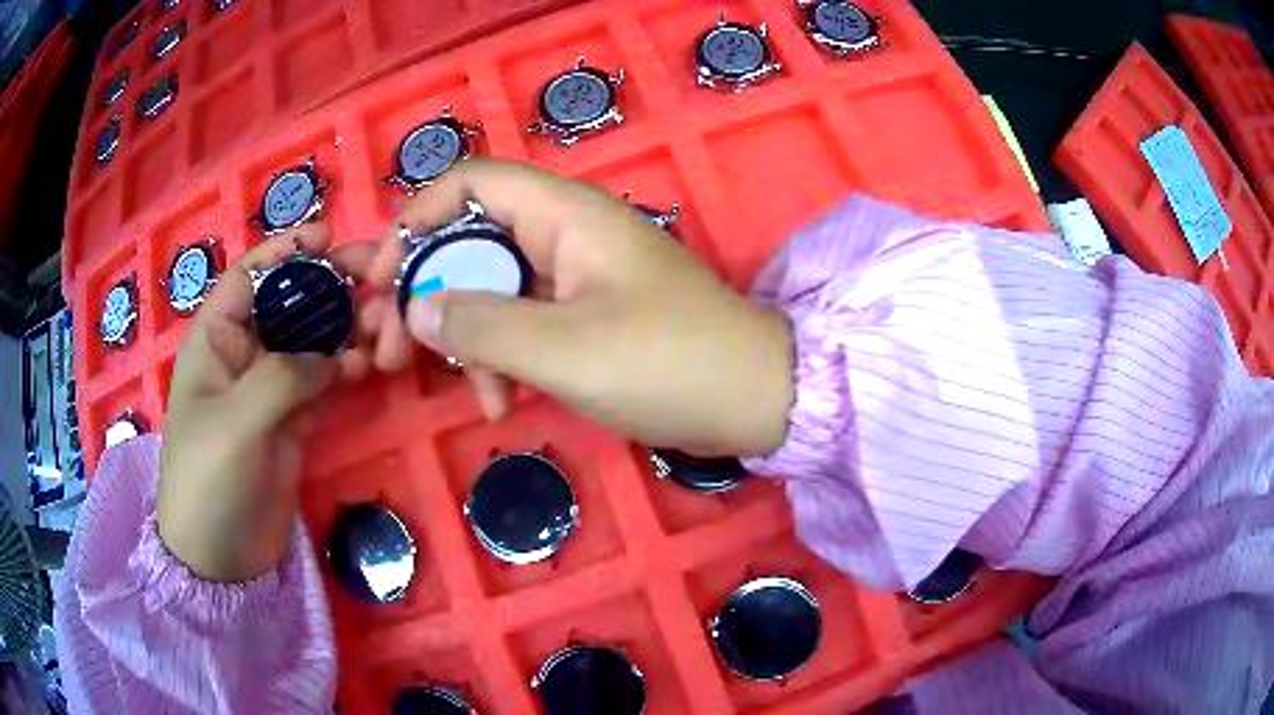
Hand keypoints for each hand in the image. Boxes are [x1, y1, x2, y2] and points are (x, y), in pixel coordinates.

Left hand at [159, 225, 373, 581]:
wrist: (221, 558)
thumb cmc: (207, 482)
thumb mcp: (235, 424)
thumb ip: (282, 377)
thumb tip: (333, 354)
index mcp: (215, 340)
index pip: (250, 277)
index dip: (286, 251)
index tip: (328, 236)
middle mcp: (244, 354)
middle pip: (290, 302)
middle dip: (329, 285)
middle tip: (377, 276)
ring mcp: (272, 388)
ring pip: (314, 340)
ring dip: (347, 327)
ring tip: (384, 324)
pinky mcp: (295, 420)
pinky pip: (326, 380)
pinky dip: (348, 368)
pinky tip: (371, 362)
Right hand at [362, 159, 793, 456]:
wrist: (754, 399)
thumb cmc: (668, 364)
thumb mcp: (564, 349)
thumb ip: (482, 324)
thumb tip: (416, 305)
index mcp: (564, 214)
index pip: (469, 183)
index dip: (415, 221)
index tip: (383, 280)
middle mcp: (564, 233)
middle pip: (469, 242)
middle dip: (427, 294)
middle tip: (392, 352)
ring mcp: (574, 277)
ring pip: (491, 290)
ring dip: (464, 338)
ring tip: (466, 395)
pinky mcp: (583, 316)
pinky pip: (521, 324)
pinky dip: (501, 360)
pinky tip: (499, 404)